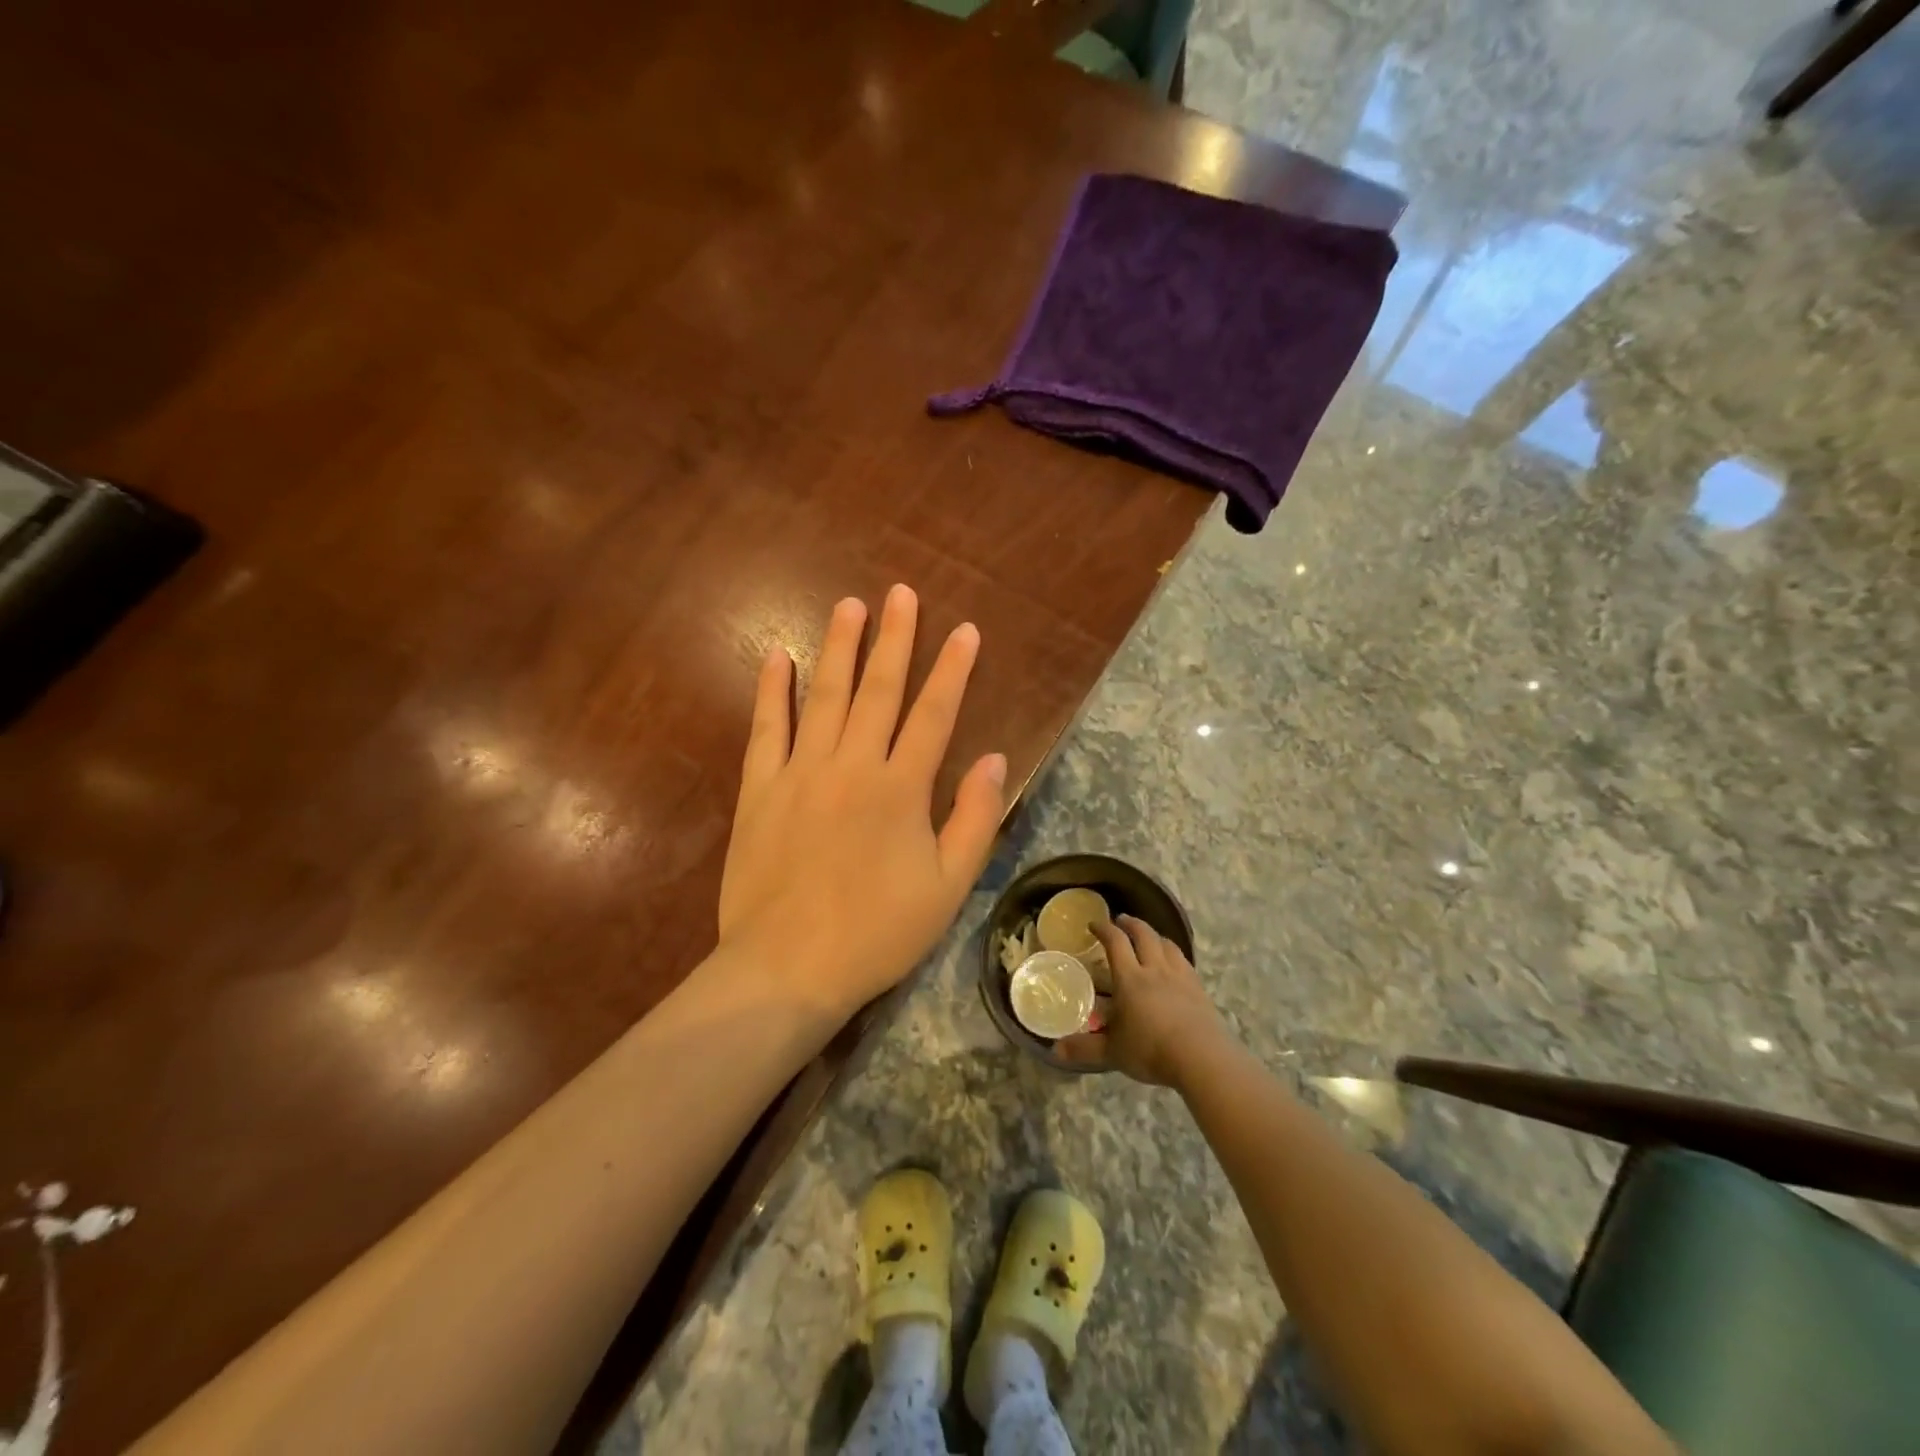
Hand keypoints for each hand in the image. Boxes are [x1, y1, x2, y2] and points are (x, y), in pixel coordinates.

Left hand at [717, 586, 1007, 1019]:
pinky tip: (777, 656)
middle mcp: (852, 765)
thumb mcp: (948, 886)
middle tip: (900, 594)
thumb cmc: (878, 932)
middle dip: (894, 639)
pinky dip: (772, 691)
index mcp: (901, 789)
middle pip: (878, 690)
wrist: (789, 967)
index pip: (934, 714)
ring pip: (824, 696)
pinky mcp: (760, 790)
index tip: (964, 630)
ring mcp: (800, 773)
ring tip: (849, 606)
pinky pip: (766, 729)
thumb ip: (975, 818)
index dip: (952, 669)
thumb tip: (996, 758)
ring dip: (839, 648)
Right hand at [1057, 916, 1230, 1086]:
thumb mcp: (1112, 1052)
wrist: (1202, 1058)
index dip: (1103, 929)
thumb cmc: (1151, 1050)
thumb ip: (1085, 1048)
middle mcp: (1155, 969)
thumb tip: (1056, 1050)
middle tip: (1121, 921)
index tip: (1094, 924)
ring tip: (1148, 937)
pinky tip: (1173, 963)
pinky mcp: (1199, 988)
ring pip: (1167, 944)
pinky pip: (1184, 961)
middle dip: (1131, 924)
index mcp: (1130, 978)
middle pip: (1144, 934)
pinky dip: (1173, 954)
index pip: (1115, 942)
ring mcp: (1180, 976)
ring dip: (1154, 935)